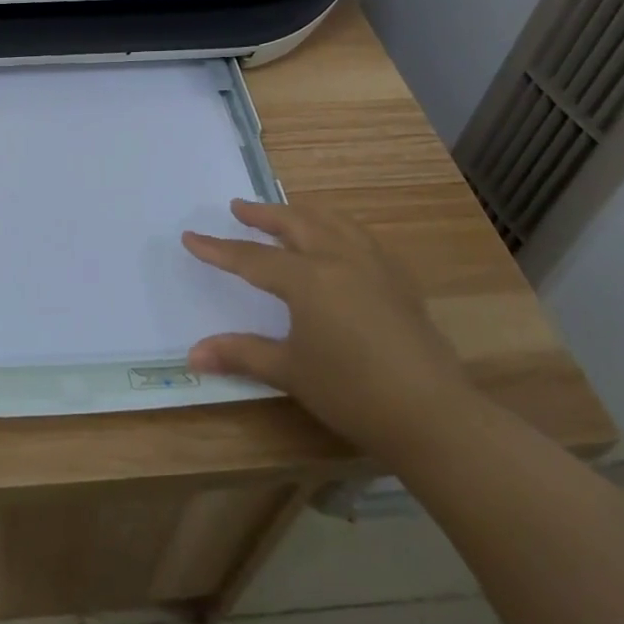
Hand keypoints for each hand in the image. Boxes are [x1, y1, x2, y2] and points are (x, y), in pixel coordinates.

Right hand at [183, 200, 479, 461]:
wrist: (432, 415)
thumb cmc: (352, 392)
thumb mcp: (289, 372)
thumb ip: (240, 353)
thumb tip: (193, 354)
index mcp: (307, 278)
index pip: (251, 258)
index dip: (218, 249)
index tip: (191, 236)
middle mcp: (339, 258)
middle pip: (294, 223)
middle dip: (263, 214)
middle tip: (239, 208)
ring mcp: (374, 264)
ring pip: (332, 221)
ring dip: (302, 213)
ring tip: (285, 213)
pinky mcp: (398, 279)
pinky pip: (361, 236)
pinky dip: (338, 227)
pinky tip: (338, 240)